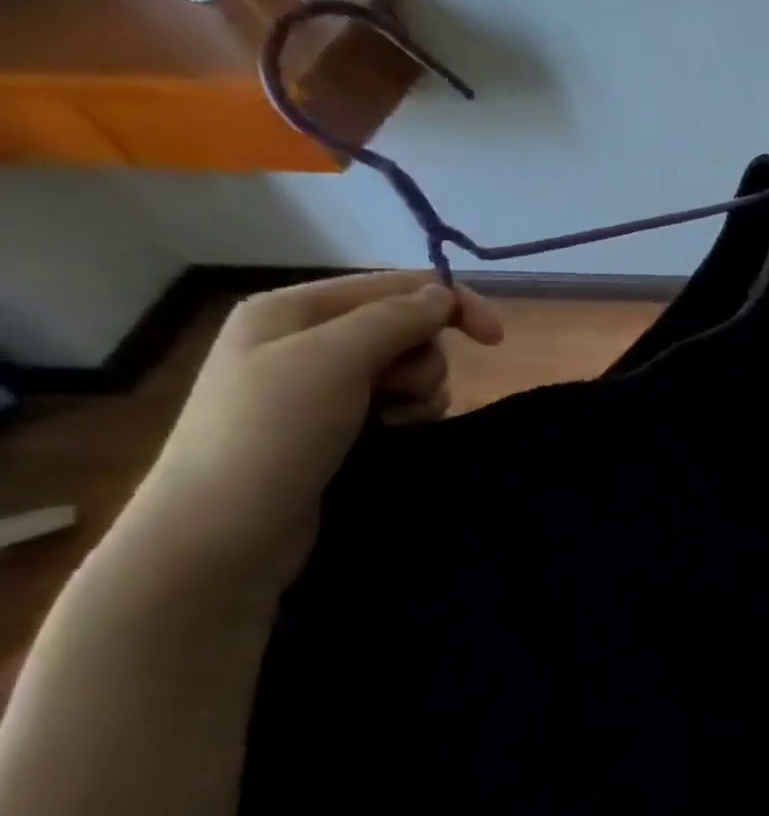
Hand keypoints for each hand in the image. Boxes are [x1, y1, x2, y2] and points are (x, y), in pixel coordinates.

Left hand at [126, 273, 503, 591]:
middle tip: (400, 393)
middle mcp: (307, 339)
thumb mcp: (335, 358)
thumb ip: (396, 317)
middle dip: (424, 359)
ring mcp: (320, 384)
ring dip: (420, 393)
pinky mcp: (337, 424)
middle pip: (407, 327)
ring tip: (394, 422)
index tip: (495, 341)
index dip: (452, 304)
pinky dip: (409, 416)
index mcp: (294, 308)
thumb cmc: (274, 432)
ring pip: (409, 369)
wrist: (227, 529)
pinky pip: (398, 403)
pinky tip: (392, 435)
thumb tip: (444, 294)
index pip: (396, 285)